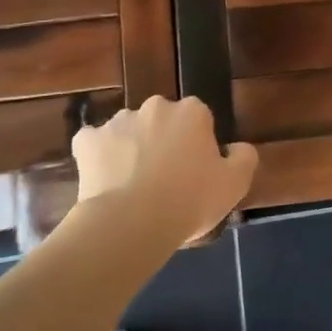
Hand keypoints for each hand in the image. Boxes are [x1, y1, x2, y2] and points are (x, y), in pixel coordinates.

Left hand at [73, 96, 257, 243]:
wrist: (131, 223)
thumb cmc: (189, 201)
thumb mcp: (235, 184)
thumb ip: (243, 158)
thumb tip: (237, 147)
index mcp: (192, 112)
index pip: (199, 120)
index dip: (197, 146)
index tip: (195, 173)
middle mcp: (155, 107)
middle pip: (162, 121)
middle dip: (163, 142)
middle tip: (165, 180)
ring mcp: (118, 121)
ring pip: (129, 131)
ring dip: (131, 149)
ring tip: (132, 187)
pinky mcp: (88, 141)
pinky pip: (94, 144)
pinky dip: (97, 158)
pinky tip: (103, 181)